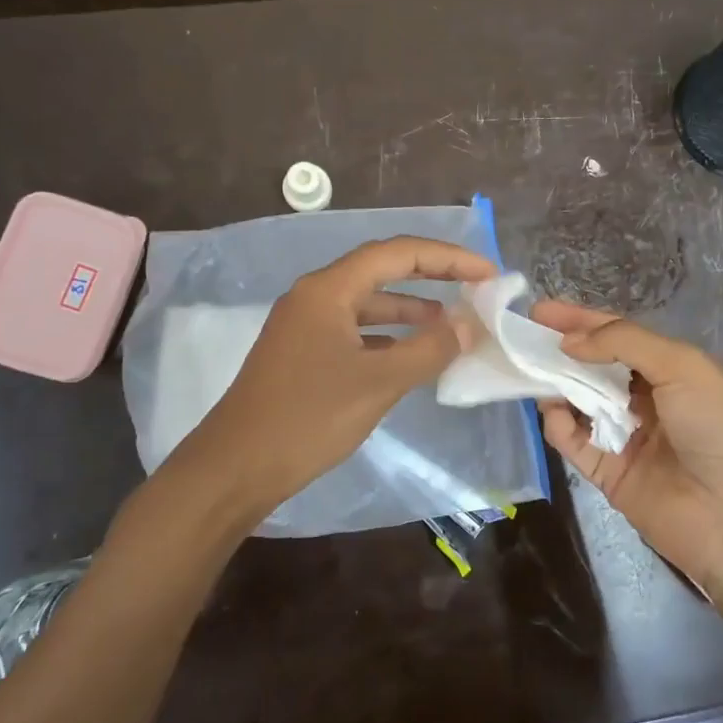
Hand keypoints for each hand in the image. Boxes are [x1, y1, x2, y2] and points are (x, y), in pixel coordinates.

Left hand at [170, 236, 495, 523]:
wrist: (235, 468)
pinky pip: (355, 331)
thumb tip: (468, 325)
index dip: (447, 258)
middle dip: (432, 276)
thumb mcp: (378, 382)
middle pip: (382, 271)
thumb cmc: (307, 418)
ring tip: (453, 322)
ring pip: (368, 303)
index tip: (487, 273)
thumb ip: (428, 349)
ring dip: (411, 309)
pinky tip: (412, 354)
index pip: (397, 253)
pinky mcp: (303, 354)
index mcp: (328, 289)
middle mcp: (315, 296)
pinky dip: (388, 336)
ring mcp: (306, 325)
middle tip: (476, 287)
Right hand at [530, 301, 722, 597]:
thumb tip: (569, 341)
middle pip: (594, 368)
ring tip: (533, 374)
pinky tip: (555, 414)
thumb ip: (622, 342)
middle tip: (524, 340)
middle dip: (561, 352)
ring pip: (579, 403)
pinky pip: (575, 443)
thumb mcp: (681, 367)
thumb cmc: (718, 428)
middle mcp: (648, 400)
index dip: (582, 320)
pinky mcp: (610, 474)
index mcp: (672, 370)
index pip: (618, 336)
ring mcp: (627, 438)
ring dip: (557, 386)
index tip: (541, 309)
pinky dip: (560, 426)